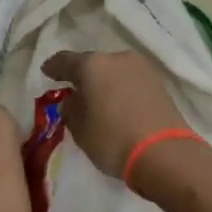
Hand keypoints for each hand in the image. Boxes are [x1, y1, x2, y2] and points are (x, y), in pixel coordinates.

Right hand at [43, 51, 191, 187]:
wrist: (165, 154)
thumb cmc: (113, 139)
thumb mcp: (79, 128)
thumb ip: (71, 108)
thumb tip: (74, 99)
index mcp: (93, 64)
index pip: (65, 60)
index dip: (53, 67)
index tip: (46, 72)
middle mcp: (118, 58)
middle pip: (93, 63)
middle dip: (82, 75)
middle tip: (73, 89)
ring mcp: (142, 68)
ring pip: (114, 71)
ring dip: (104, 82)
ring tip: (98, 99)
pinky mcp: (159, 83)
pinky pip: (131, 81)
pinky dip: (121, 89)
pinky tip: (118, 103)